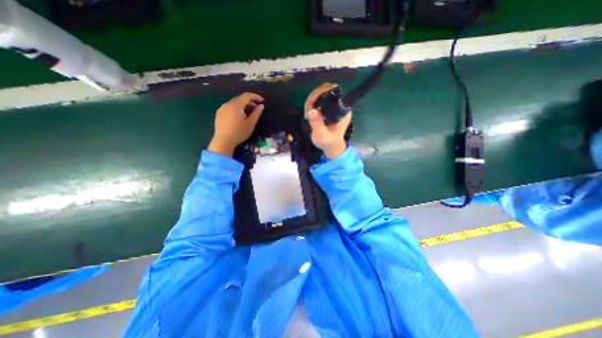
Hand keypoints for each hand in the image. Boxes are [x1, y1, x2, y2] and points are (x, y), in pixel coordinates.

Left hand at [208, 92, 263, 157]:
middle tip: (257, 108)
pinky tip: (239, 117)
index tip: (262, 101)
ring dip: (243, 105)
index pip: (247, 96)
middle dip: (250, 101)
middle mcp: (227, 104)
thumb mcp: (250, 124)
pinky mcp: (219, 114)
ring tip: (249, 113)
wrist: (223, 142)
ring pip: (234, 103)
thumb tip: (261, 106)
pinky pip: (229, 107)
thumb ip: (256, 113)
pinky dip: (237, 109)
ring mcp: (222, 108)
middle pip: (240, 98)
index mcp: (236, 105)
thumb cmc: (239, 133)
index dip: (255, 96)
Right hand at [303, 83, 350, 158]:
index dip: (322, 93)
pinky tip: (308, 113)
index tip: (312, 101)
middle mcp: (339, 106)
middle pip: (326, 92)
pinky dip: (312, 105)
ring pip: (322, 96)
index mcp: (342, 110)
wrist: (331, 147)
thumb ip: (317, 123)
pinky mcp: (328, 110)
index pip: (333, 94)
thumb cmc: (328, 142)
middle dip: (315, 98)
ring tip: (307, 113)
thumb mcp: (322, 134)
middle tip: (308, 109)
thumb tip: (311, 110)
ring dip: (312, 101)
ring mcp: (333, 108)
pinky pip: (320, 102)